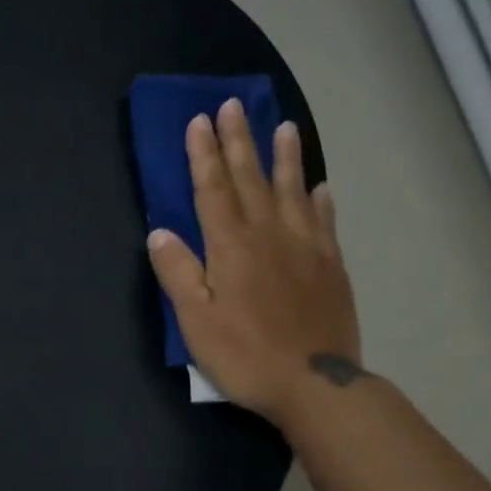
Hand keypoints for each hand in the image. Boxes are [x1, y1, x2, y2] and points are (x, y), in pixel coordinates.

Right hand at [146, 99, 362, 429]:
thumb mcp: (195, 321)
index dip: (204, 154)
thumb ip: (177, 272)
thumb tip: (159, 231)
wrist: (315, 385)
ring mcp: (306, 247)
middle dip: (239, 141)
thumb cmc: (245, 355)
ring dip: (285, 158)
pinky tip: (319, 187)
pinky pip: (324, 222)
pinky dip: (319, 200)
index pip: (212, 189)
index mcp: (231, 246)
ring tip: (284, 127)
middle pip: (251, 179)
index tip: (200, 120)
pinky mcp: (331, 266)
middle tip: (234, 105)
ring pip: (292, 191)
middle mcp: (269, 234)